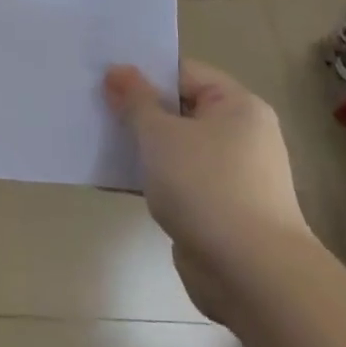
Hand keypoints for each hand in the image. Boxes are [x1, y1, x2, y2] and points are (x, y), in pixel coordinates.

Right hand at [106, 59, 314, 318]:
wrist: (252, 276)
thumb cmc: (206, 187)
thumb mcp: (160, 135)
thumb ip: (135, 100)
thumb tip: (118, 70)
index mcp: (237, 105)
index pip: (183, 73)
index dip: (143, 72)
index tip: (103, 77)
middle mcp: (241, 134)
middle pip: (179, 109)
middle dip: (137, 110)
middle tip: (93, 105)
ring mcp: (232, 175)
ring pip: (176, 147)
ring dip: (141, 146)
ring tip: (96, 138)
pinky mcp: (220, 209)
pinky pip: (178, 180)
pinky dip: (151, 177)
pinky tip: (114, 178)